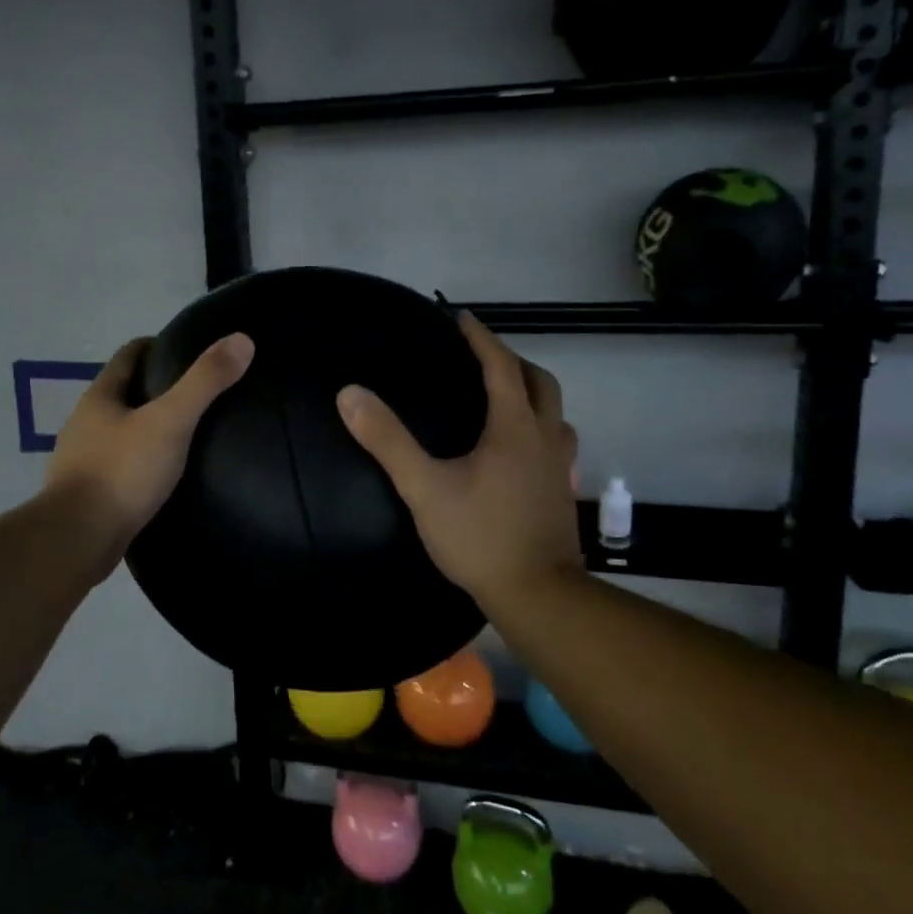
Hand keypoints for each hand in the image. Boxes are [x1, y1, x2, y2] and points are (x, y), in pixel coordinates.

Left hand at [44, 332, 254, 556]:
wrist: (76, 541)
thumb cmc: (121, 473)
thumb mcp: (170, 422)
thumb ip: (204, 382)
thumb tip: (241, 340)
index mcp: (99, 397)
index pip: (128, 355)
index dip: (156, 346)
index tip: (187, 349)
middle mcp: (85, 423)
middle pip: (123, 392)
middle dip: (155, 388)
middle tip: (197, 393)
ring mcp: (82, 460)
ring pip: (120, 431)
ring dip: (147, 428)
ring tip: (186, 434)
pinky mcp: (88, 494)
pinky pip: (119, 466)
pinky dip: (141, 462)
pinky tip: (164, 476)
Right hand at [337, 311, 579, 605]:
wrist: (538, 595)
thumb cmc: (481, 537)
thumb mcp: (425, 488)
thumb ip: (387, 440)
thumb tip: (350, 394)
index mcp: (515, 427)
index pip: (501, 366)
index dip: (481, 338)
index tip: (461, 318)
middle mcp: (545, 438)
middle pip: (541, 382)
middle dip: (512, 361)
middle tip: (482, 357)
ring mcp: (560, 467)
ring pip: (556, 413)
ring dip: (533, 393)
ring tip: (504, 397)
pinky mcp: (562, 492)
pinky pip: (556, 442)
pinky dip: (539, 428)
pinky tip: (518, 450)